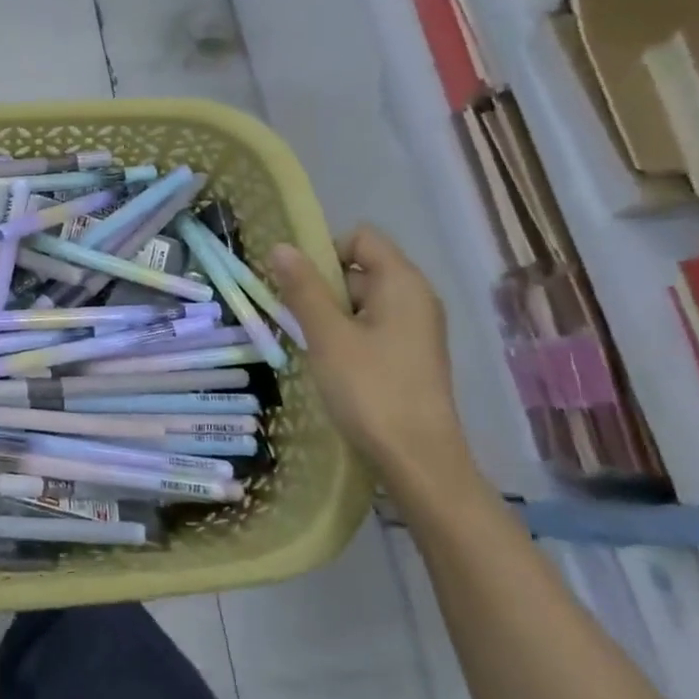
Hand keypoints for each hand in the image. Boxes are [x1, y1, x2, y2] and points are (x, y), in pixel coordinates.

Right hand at [270, 227, 480, 500]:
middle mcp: (415, 297)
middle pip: (360, 267)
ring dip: (330, 313)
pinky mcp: (410, 355)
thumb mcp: (327, 335)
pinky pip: (372, 326)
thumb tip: (280, 247)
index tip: (298, 284)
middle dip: (322, 285)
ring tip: (310, 343)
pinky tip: (330, 362)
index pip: (360, 238)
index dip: (324, 251)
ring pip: (362, 300)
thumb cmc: (370, 389)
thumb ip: (303, 288)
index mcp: (402, 282)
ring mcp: (416, 328)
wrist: (418, 460)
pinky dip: (346, 334)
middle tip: (296, 318)